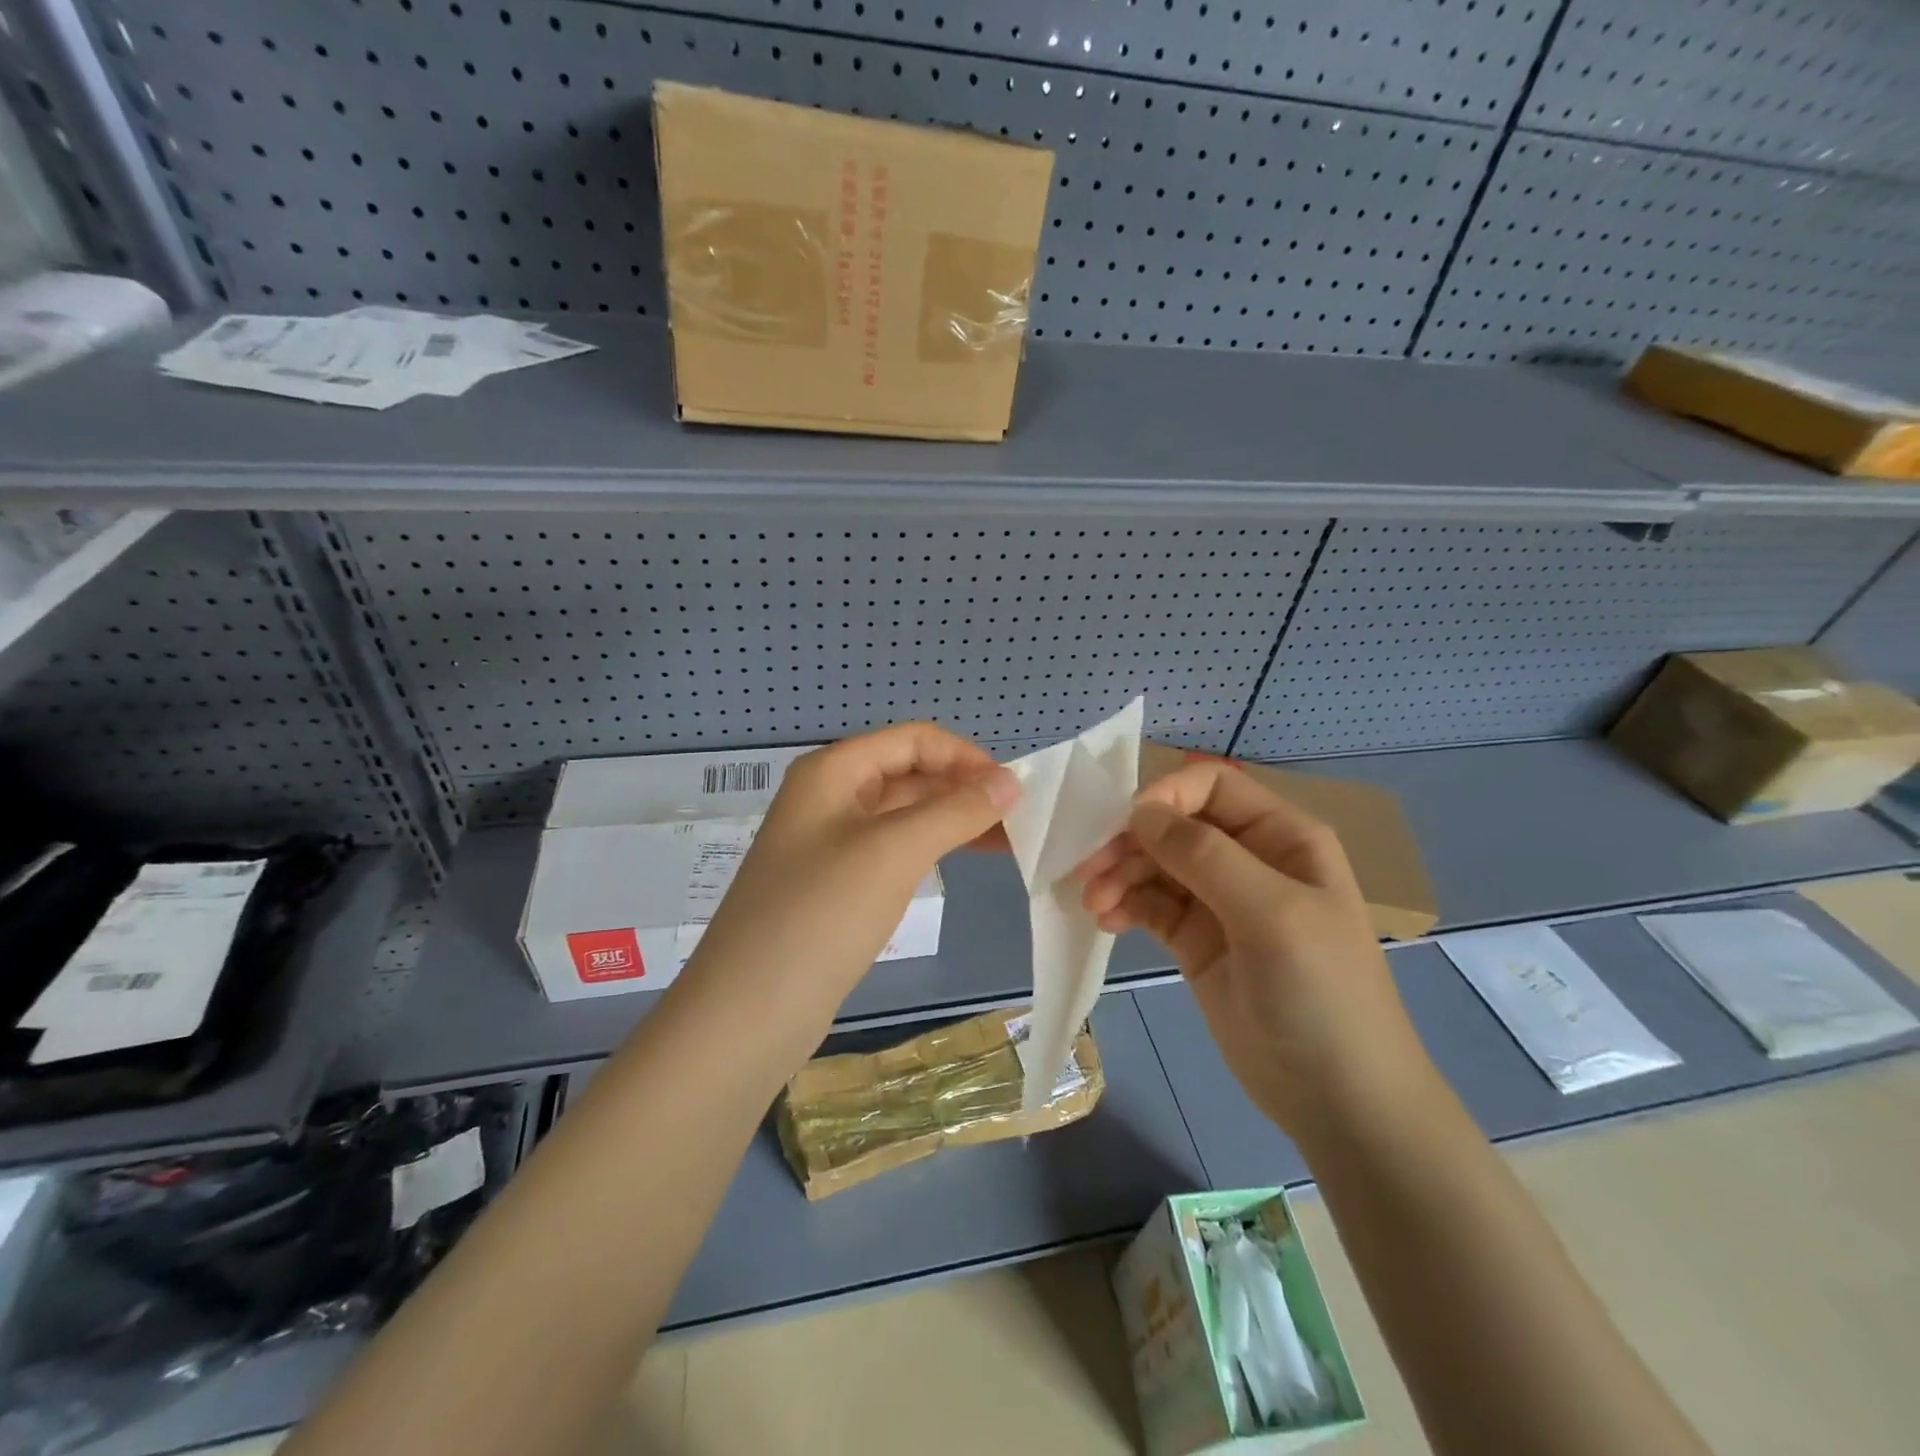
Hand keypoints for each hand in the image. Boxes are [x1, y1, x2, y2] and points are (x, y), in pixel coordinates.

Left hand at [679, 724, 1018, 1036]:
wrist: (749, 1012)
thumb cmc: (821, 914)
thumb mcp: (894, 852)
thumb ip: (955, 811)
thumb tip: (1011, 781)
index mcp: (833, 771)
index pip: (913, 740)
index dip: (965, 757)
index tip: (1013, 790)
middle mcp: (830, 797)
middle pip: (909, 774)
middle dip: (963, 789)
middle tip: (1020, 821)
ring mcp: (830, 843)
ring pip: (904, 814)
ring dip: (952, 820)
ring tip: (1006, 843)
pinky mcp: (837, 885)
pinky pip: (893, 850)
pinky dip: (930, 850)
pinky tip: (961, 863)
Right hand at [1075, 762, 1435, 1140]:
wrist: (1340, 1101)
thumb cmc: (1321, 993)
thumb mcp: (1271, 914)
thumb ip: (1204, 855)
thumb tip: (1140, 812)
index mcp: (1282, 836)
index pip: (1212, 785)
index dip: (1166, 795)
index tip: (1124, 826)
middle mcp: (1249, 859)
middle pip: (1175, 824)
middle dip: (1131, 841)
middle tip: (1090, 871)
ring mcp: (1220, 902)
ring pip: (1156, 864)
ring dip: (1120, 875)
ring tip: (1095, 905)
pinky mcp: (1196, 940)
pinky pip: (1151, 905)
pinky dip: (1125, 905)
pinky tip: (1108, 922)